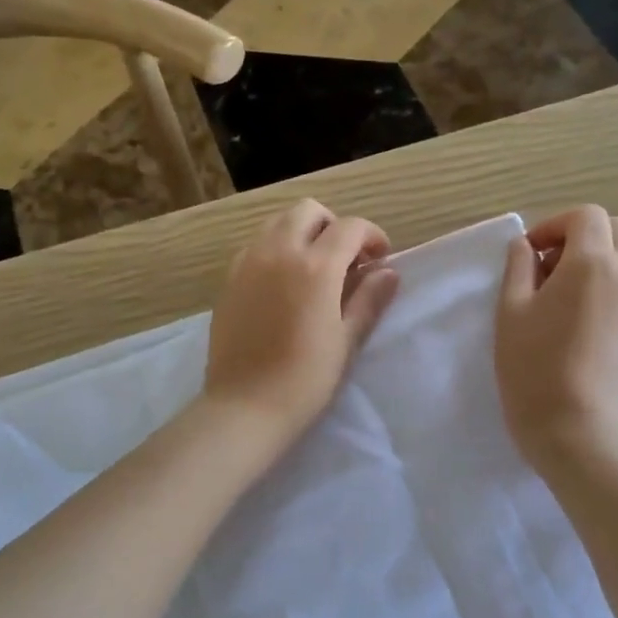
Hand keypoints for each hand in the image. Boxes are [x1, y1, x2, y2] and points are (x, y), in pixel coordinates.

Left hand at [204, 200, 400, 439]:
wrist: (245, 406)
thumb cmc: (305, 379)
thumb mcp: (346, 340)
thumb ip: (369, 299)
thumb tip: (388, 272)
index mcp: (315, 266)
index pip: (350, 227)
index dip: (372, 236)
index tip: (380, 259)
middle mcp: (278, 252)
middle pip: (309, 211)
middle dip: (334, 225)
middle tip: (346, 259)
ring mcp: (248, 262)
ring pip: (277, 222)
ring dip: (302, 232)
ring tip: (314, 267)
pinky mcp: (229, 278)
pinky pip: (255, 244)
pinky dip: (275, 248)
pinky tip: (283, 282)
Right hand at [496, 206, 617, 479]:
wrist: (576, 429)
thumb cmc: (533, 368)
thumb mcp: (509, 312)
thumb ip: (518, 267)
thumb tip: (526, 245)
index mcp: (591, 262)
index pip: (585, 217)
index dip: (555, 225)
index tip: (533, 253)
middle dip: (587, 236)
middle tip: (557, 268)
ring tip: (593, 282)